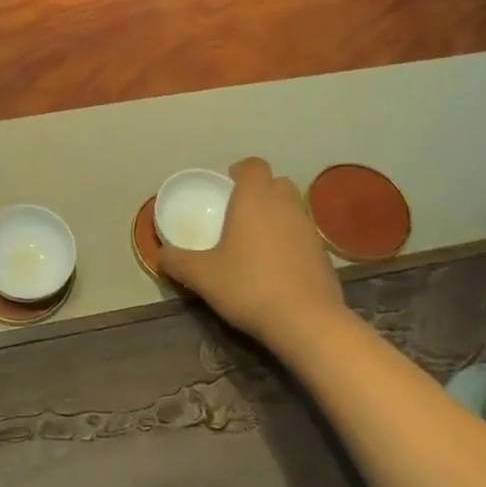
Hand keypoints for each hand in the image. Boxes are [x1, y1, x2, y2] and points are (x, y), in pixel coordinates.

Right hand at [159, 157, 345, 345]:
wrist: (305, 321)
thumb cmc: (248, 286)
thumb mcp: (201, 276)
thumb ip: (177, 261)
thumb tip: (161, 254)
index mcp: (254, 199)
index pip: (253, 165)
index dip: (239, 172)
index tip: (226, 188)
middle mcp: (285, 205)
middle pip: (276, 183)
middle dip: (259, 192)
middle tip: (239, 214)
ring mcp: (309, 228)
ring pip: (292, 208)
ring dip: (276, 216)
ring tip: (255, 242)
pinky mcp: (324, 253)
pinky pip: (302, 235)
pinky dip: (290, 241)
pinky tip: (276, 267)